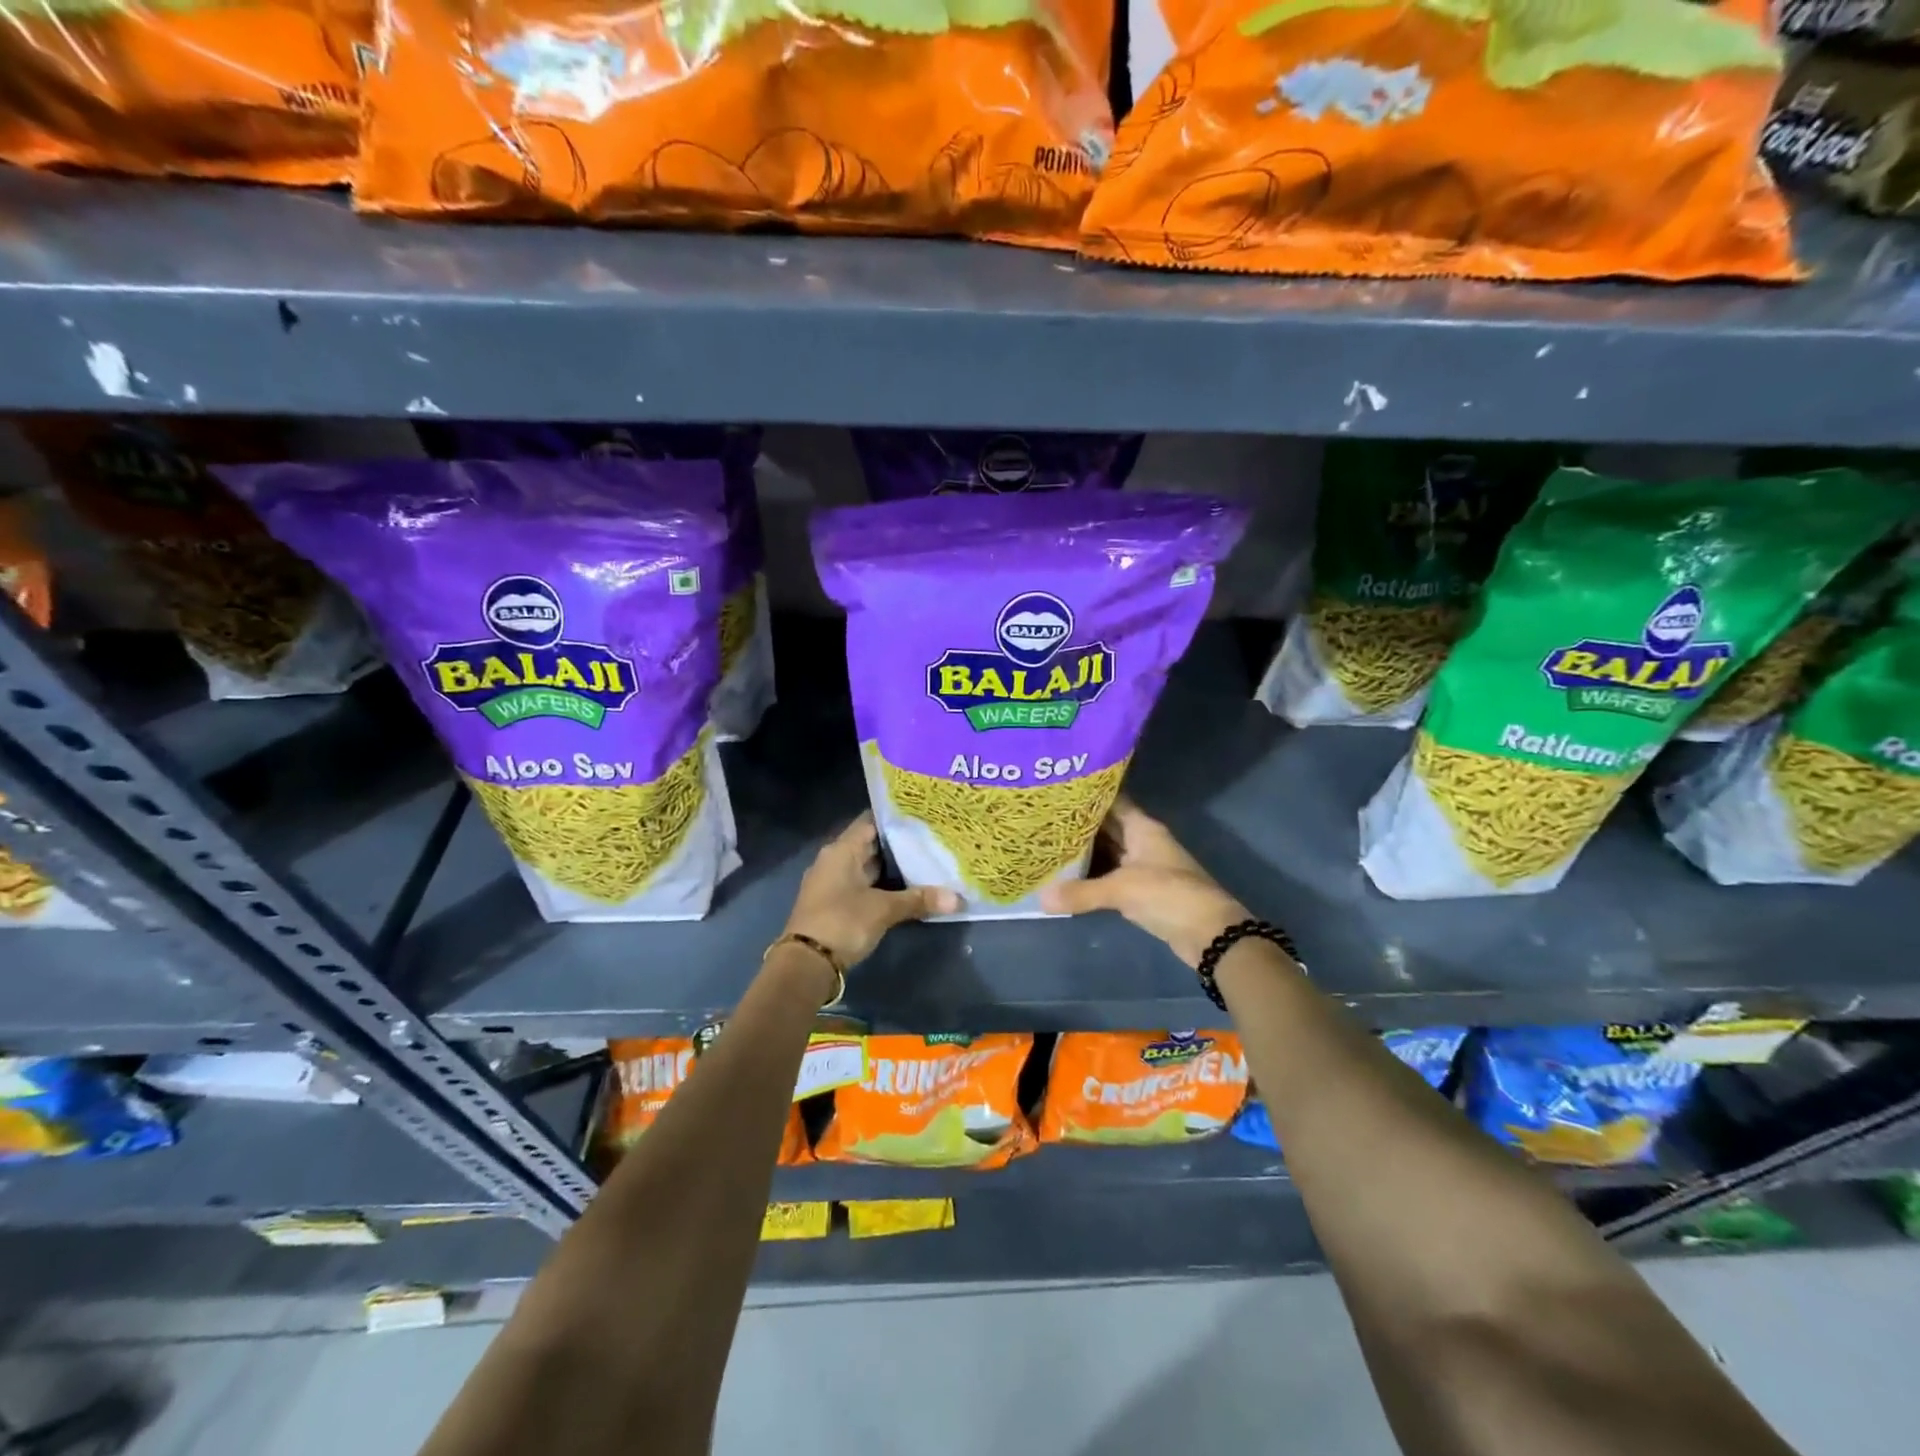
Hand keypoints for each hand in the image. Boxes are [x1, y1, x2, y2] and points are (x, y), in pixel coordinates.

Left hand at [781, 814, 958, 969]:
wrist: (806, 964)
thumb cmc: (842, 922)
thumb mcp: (883, 910)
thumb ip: (918, 900)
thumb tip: (958, 899)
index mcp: (841, 850)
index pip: (871, 822)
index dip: (896, 819)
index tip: (923, 817)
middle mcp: (834, 860)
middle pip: (870, 845)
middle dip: (899, 845)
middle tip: (932, 841)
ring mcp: (832, 883)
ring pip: (867, 867)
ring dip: (892, 868)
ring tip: (925, 863)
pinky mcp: (834, 904)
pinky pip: (863, 886)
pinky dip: (882, 886)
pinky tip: (906, 890)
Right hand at [1040, 799, 1247, 966]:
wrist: (1210, 933)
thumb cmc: (1168, 895)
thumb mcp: (1121, 890)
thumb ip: (1081, 892)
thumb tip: (1041, 898)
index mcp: (1142, 828)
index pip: (1112, 801)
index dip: (1087, 795)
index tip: (1058, 791)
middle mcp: (1142, 841)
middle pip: (1107, 827)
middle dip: (1079, 824)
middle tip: (1044, 819)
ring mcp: (1143, 867)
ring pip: (1108, 852)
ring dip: (1084, 851)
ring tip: (1048, 844)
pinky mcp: (1142, 891)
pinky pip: (1110, 876)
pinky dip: (1092, 875)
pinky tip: (1067, 877)